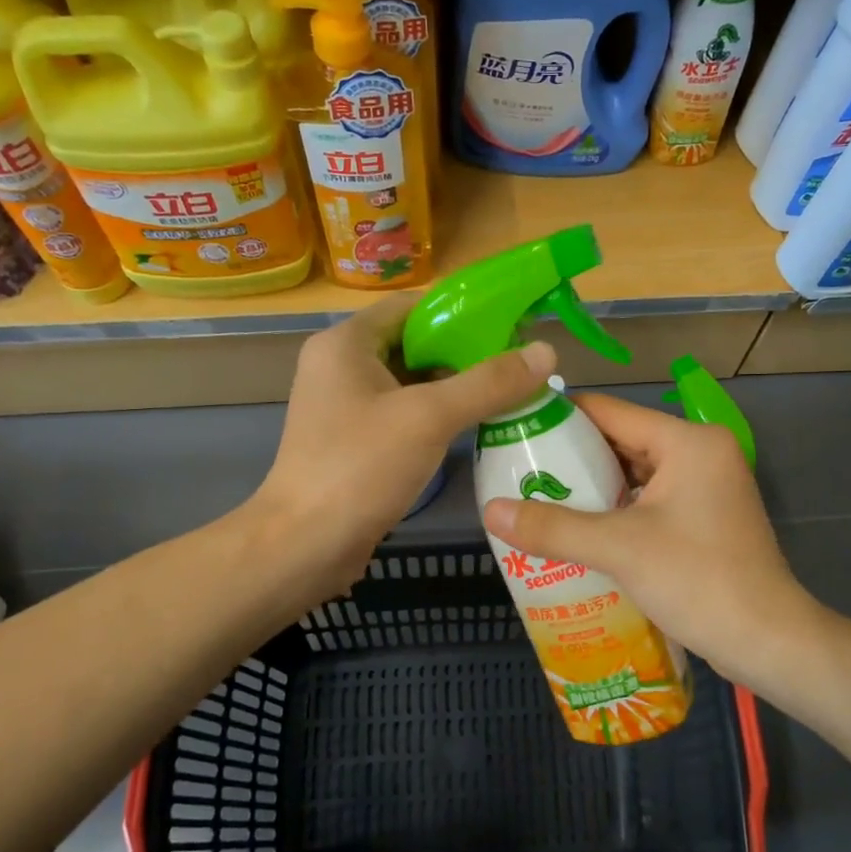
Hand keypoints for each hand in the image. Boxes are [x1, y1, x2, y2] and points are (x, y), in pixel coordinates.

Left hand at [255, 292, 555, 602]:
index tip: (510, 326)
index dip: (461, 312)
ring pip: (410, 382)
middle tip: (516, 366)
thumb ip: (488, 382)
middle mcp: (340, 365)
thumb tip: (546, 351)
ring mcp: (345, 406)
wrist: (305, 545)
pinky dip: (437, 415)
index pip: (412, 306)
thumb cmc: (360, 468)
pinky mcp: (353, 440)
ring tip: (508, 393)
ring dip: (455, 387)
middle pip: (413, 343)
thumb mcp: (429, 418)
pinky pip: (403, 413)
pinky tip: (475, 426)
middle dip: (465, 353)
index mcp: (346, 343)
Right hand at [482, 393, 822, 694]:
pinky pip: (649, 501)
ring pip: (634, 475)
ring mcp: (706, 487)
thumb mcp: (619, 549)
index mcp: (688, 442)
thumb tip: (490, 511)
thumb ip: (553, 527)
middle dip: (571, 459)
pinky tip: (577, 531)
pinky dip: (615, 512)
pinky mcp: (705, 519)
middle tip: (518, 473)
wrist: (767, 641)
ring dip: (591, 489)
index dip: (559, 418)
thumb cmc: (698, 580)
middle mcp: (700, 453)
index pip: (610, 411)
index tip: (514, 431)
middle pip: (621, 441)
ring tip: (537, 501)